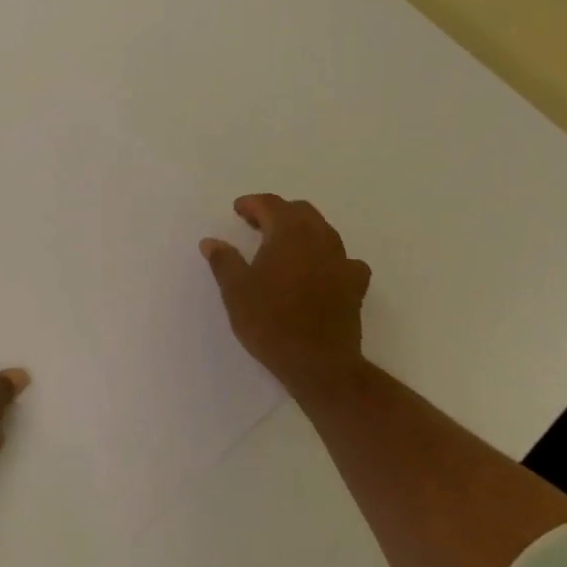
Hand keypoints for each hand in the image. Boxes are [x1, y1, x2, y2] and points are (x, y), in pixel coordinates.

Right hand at [200, 194, 372, 393]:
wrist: (318, 363)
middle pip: (301, 212)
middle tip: (256, 224)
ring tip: (283, 245)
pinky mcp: (355, 286)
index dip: (252, 203)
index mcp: (289, 235)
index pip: (271, 205)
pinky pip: (343, 260)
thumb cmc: (270, 322)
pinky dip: (327, 257)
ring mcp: (342, 262)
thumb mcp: (235, 290)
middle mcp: (320, 240)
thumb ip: (223, 261)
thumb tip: (211, 241)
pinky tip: (319, 270)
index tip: (237, 210)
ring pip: (324, 231)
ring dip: (302, 230)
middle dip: (277, 212)